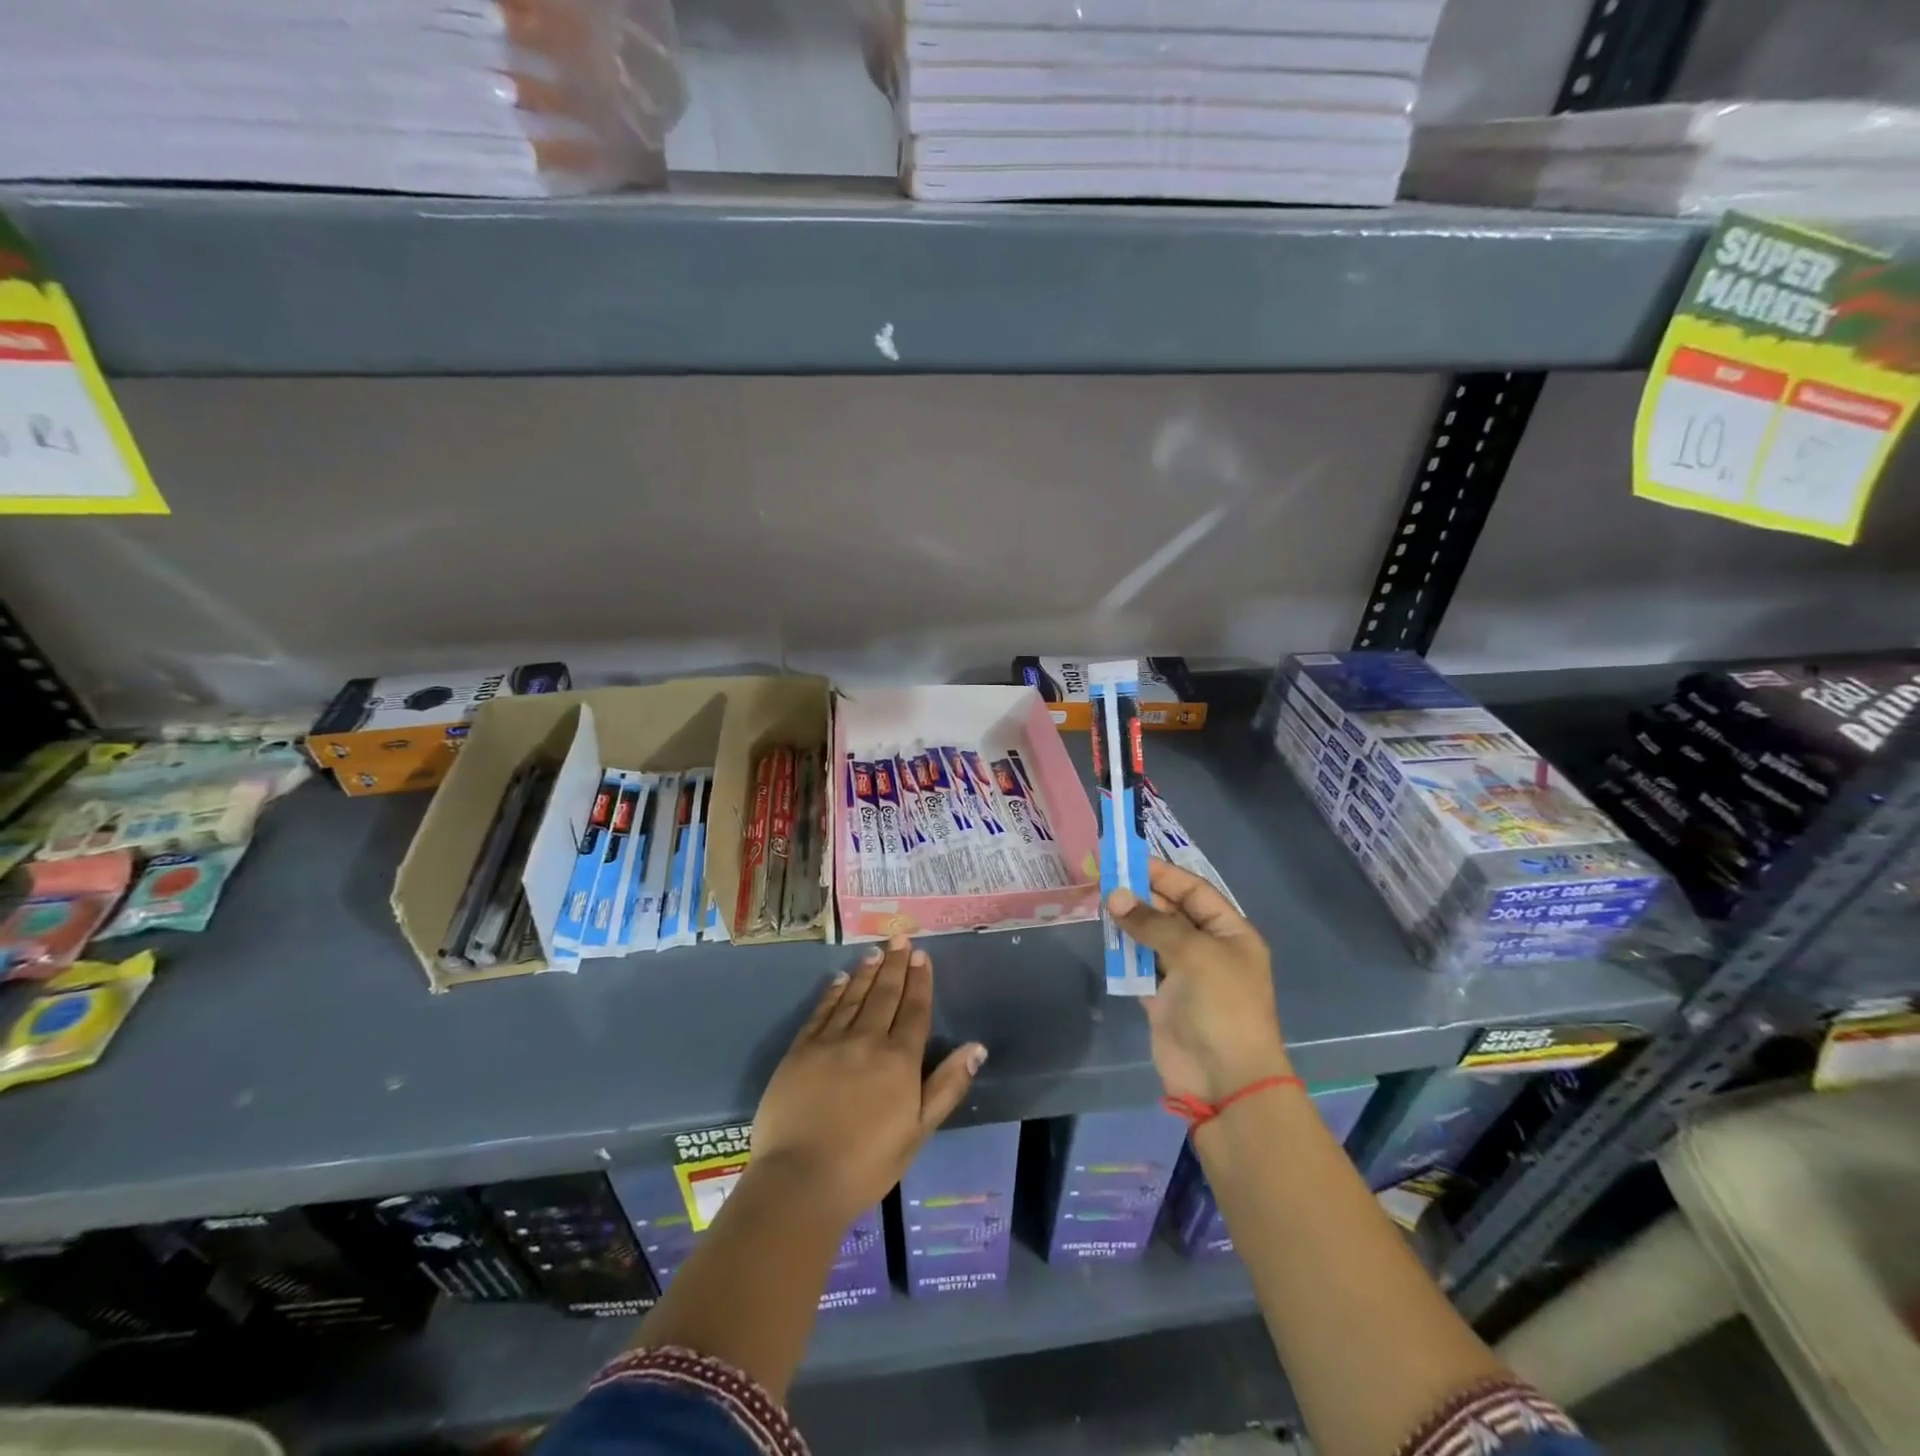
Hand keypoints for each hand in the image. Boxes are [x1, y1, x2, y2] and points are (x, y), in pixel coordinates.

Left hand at [750, 935, 986, 1227]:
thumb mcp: (919, 1131)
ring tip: (875, 951)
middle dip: (895, 965)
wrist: (800, 1180)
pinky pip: (821, 1011)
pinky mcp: (800, 1050)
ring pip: (853, 996)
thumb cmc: (867, 1164)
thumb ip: (947, 1086)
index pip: (914, 1010)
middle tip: (900, 938)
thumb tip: (976, 1047)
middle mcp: (867, 1040)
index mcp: (899, 1060)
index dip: (920, 981)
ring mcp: (830, 1042)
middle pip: (884, 994)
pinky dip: (832, 992)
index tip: (922, 955)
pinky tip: (838, 979)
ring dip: (866, 972)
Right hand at [1109, 859, 1290, 1102]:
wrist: (1224, 1079)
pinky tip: (1105, 939)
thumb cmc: (1221, 1005)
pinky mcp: (1163, 999)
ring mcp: (1185, 976)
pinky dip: (1124, 954)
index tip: (1127, 860)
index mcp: (1230, 933)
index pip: (1194, 891)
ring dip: (1129, 923)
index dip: (1162, 874)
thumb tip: (1114, 896)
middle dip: (1141, 896)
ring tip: (1099, 903)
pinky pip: (1140, 966)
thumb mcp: (1193, 953)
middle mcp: (1208, 949)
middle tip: (1103, 879)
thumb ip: (1152, 922)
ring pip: (1152, 938)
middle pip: (1171, 912)